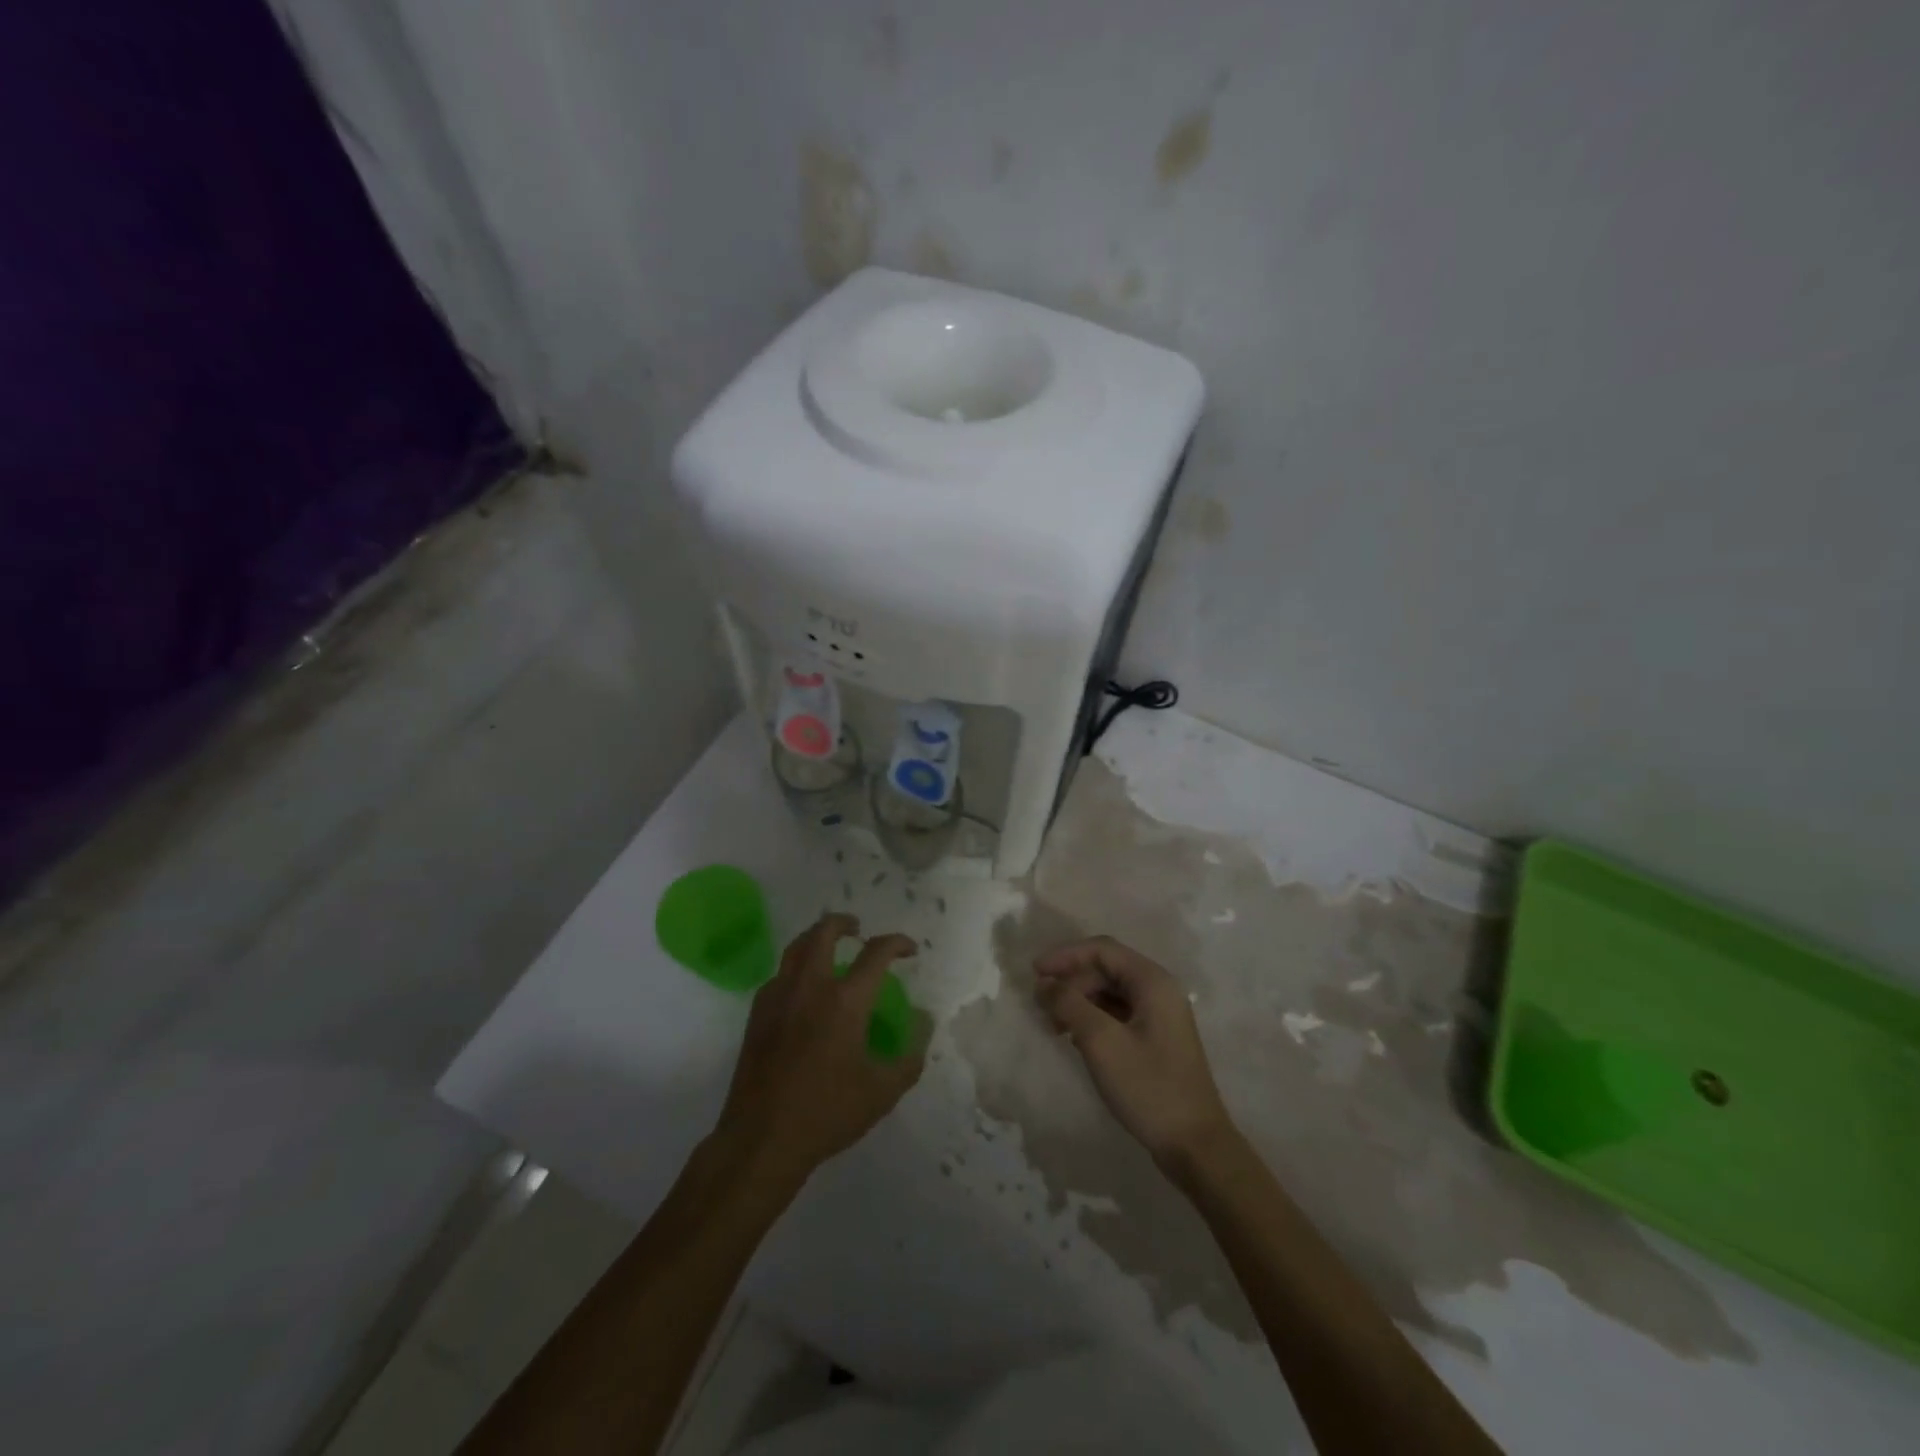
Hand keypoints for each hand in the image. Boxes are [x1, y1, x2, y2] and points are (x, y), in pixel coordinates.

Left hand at [714, 913, 925, 1186]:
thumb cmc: (827, 1113)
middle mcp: (810, 987)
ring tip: (829, 947)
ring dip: (816, 938)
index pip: (876, 953)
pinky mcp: (757, 1014)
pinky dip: (796, 968)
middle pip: (824, 932)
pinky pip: (779, 975)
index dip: (897, 943)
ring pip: (795, 947)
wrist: (762, 1139)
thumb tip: (924, 1024)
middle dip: (844, 923)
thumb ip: (910, 1056)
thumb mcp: (883, 1091)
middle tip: (858, 930)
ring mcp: (778, 997)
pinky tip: (803, 990)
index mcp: (845, 1001)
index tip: (909, 949)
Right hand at [1036, 936, 1233, 1164]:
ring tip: (1054, 1025)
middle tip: (1041, 1005)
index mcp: (1153, 981)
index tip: (1035, 972)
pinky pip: (1119, 1013)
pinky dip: (1094, 1018)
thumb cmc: (1148, 1087)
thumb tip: (1043, 982)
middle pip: (1106, 969)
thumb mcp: (1101, 1042)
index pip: (1102, 949)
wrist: (1195, 1146)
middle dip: (1071, 981)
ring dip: (1080, 1001)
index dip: (1065, 956)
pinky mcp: (1157, 1039)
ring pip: (1111, 992)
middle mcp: (1159, 990)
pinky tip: (1075, 1039)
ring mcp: (1161, 1016)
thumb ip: (1069, 1004)